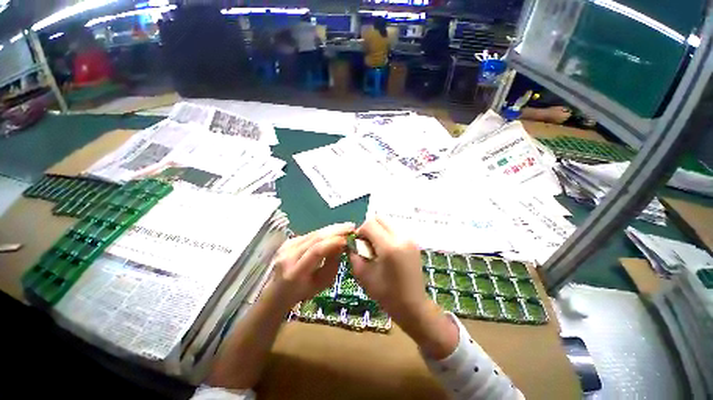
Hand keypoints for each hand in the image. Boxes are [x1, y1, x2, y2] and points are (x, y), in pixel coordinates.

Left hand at [268, 223, 353, 310]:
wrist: (279, 291)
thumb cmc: (304, 292)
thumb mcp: (323, 283)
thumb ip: (332, 264)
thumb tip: (342, 244)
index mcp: (295, 272)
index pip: (316, 251)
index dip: (333, 242)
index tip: (349, 238)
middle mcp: (288, 256)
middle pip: (315, 238)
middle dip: (335, 231)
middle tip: (351, 227)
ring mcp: (286, 247)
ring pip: (313, 233)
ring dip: (331, 229)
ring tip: (345, 227)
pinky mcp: (288, 241)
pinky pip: (310, 234)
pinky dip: (324, 232)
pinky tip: (334, 231)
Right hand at [349, 217, 457, 358]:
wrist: (412, 304)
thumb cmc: (386, 293)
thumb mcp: (363, 274)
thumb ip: (354, 254)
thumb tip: (352, 242)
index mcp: (389, 246)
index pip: (370, 224)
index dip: (360, 231)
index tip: (358, 243)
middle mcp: (401, 237)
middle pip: (380, 218)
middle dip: (369, 227)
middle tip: (366, 243)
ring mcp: (410, 238)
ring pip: (388, 222)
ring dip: (379, 230)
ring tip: (376, 247)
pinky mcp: (413, 242)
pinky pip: (395, 229)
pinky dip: (387, 234)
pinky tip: (386, 250)